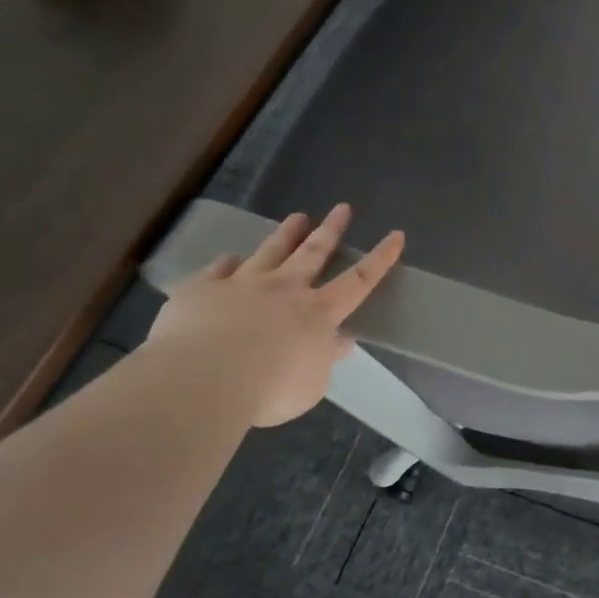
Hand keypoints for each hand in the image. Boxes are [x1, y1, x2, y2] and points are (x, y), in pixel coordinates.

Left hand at [145, 204, 403, 426]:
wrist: (202, 379)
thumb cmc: (268, 389)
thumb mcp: (310, 386)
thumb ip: (324, 360)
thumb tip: (340, 344)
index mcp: (318, 313)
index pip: (359, 280)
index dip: (380, 258)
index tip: (396, 235)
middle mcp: (284, 289)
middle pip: (313, 252)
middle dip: (331, 230)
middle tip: (341, 208)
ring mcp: (242, 284)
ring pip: (269, 251)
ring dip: (286, 234)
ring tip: (297, 217)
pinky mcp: (203, 289)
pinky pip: (218, 270)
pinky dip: (226, 263)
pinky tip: (228, 258)